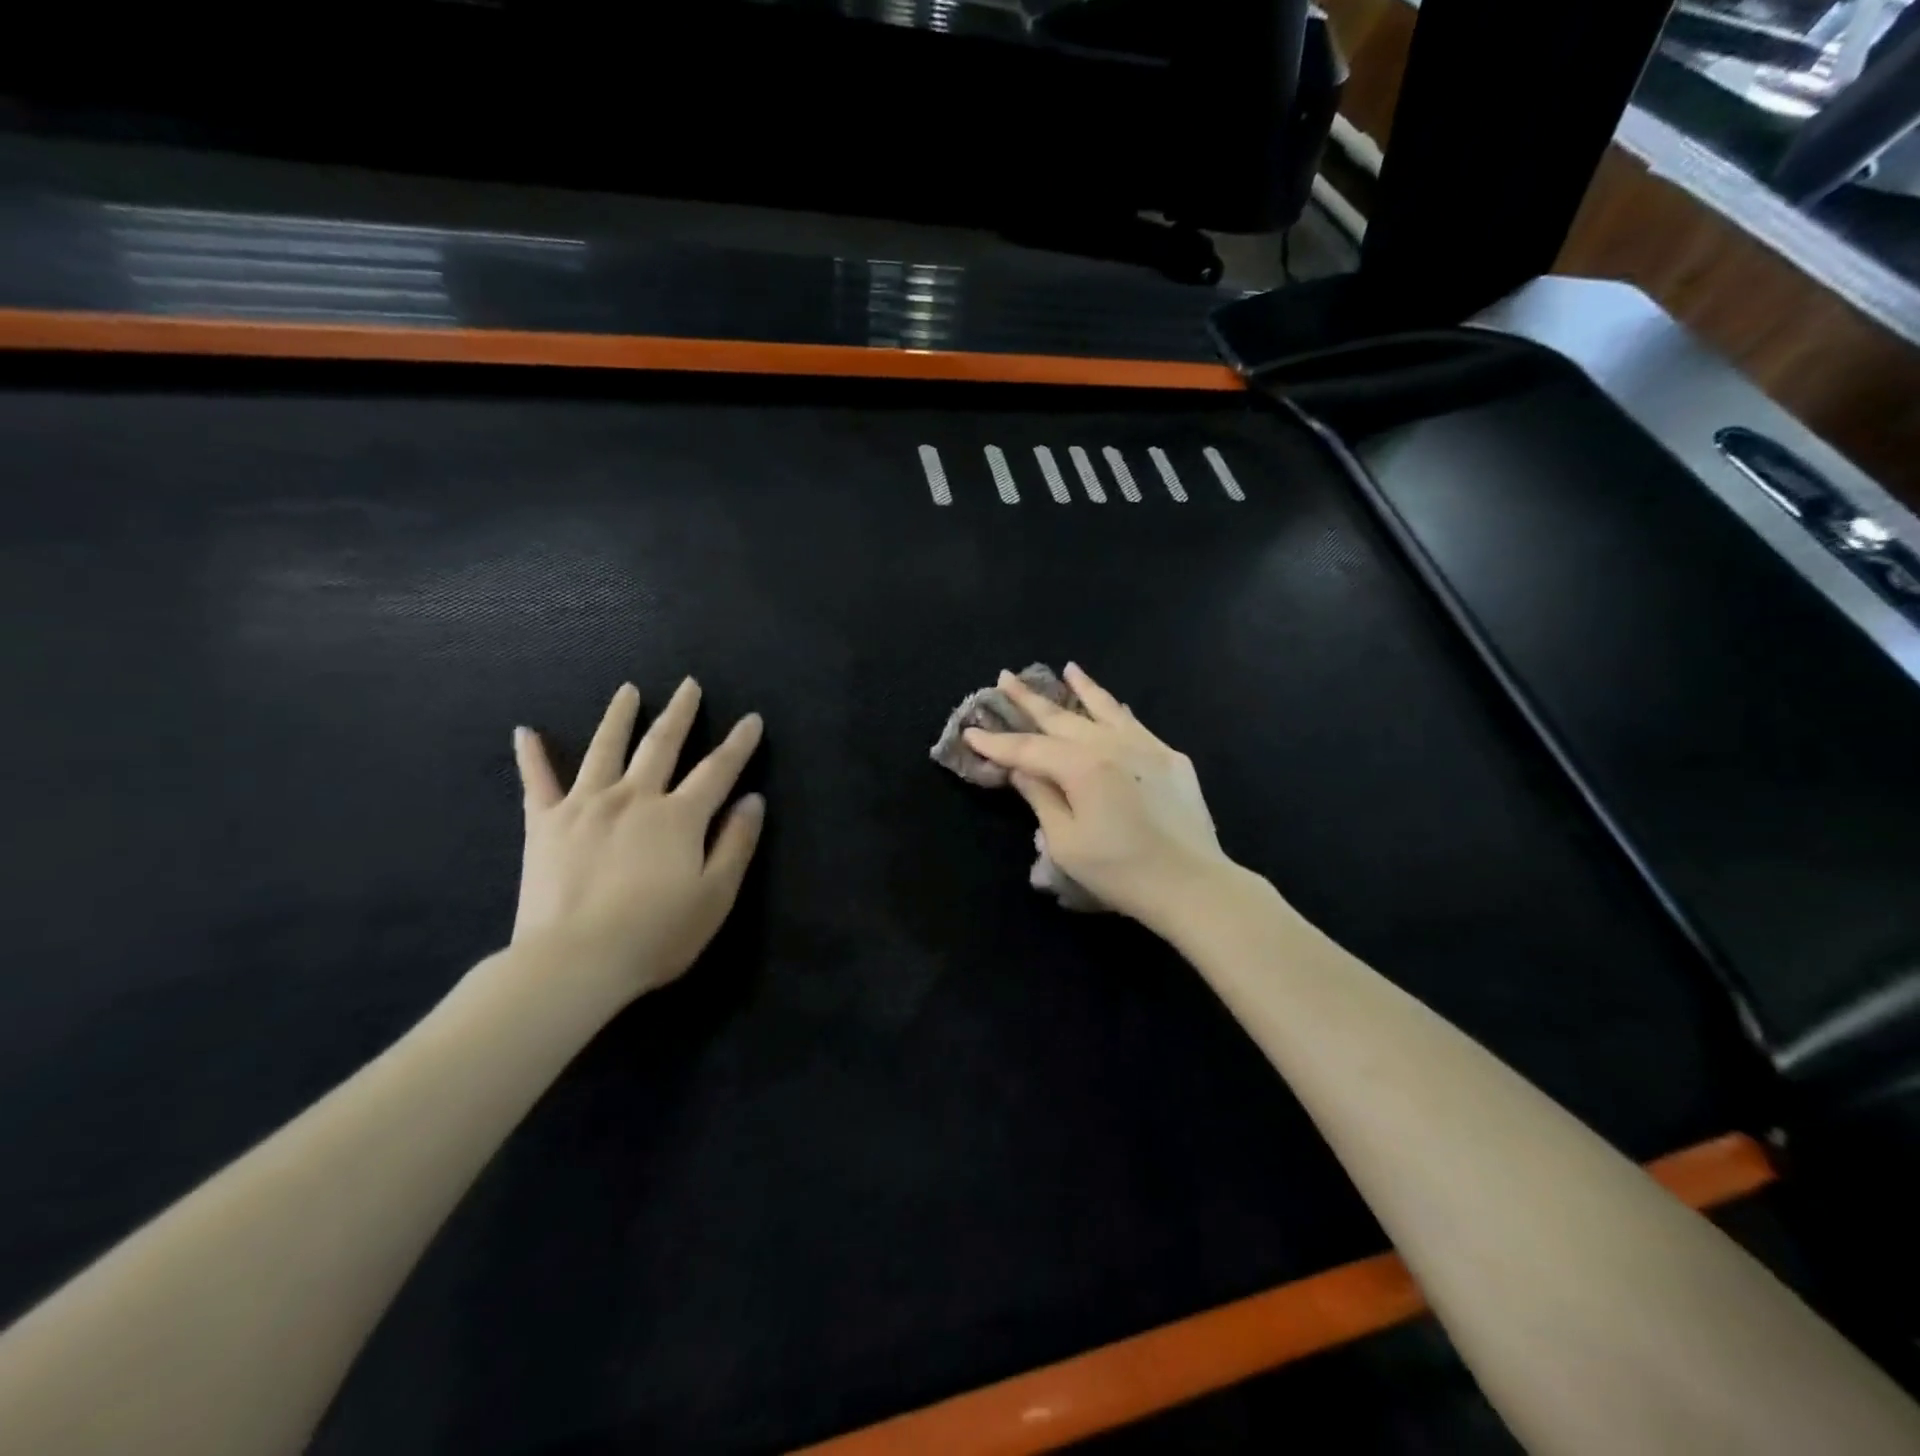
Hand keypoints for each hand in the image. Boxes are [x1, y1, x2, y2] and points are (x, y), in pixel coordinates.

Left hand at [511, 679, 764, 1001]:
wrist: (574, 962)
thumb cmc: (655, 934)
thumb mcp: (715, 895)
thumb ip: (736, 843)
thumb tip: (752, 800)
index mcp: (678, 817)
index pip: (717, 770)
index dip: (739, 744)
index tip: (752, 719)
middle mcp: (634, 797)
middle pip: (661, 745)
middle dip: (680, 713)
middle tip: (689, 685)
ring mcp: (585, 806)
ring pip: (605, 749)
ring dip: (619, 717)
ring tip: (628, 691)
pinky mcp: (544, 824)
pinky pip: (537, 782)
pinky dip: (532, 756)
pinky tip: (525, 731)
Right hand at [964, 664, 1233, 930]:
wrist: (1192, 884)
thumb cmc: (1120, 871)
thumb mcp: (1066, 842)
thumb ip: (1041, 798)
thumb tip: (1021, 770)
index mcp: (1082, 766)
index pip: (1028, 749)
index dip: (997, 743)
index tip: (971, 732)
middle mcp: (1112, 745)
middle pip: (1062, 717)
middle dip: (1030, 699)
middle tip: (1005, 676)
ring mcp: (1146, 747)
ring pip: (1105, 708)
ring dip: (1082, 688)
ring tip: (1067, 668)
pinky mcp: (1170, 758)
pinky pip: (1135, 724)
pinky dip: (1116, 710)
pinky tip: (1112, 704)